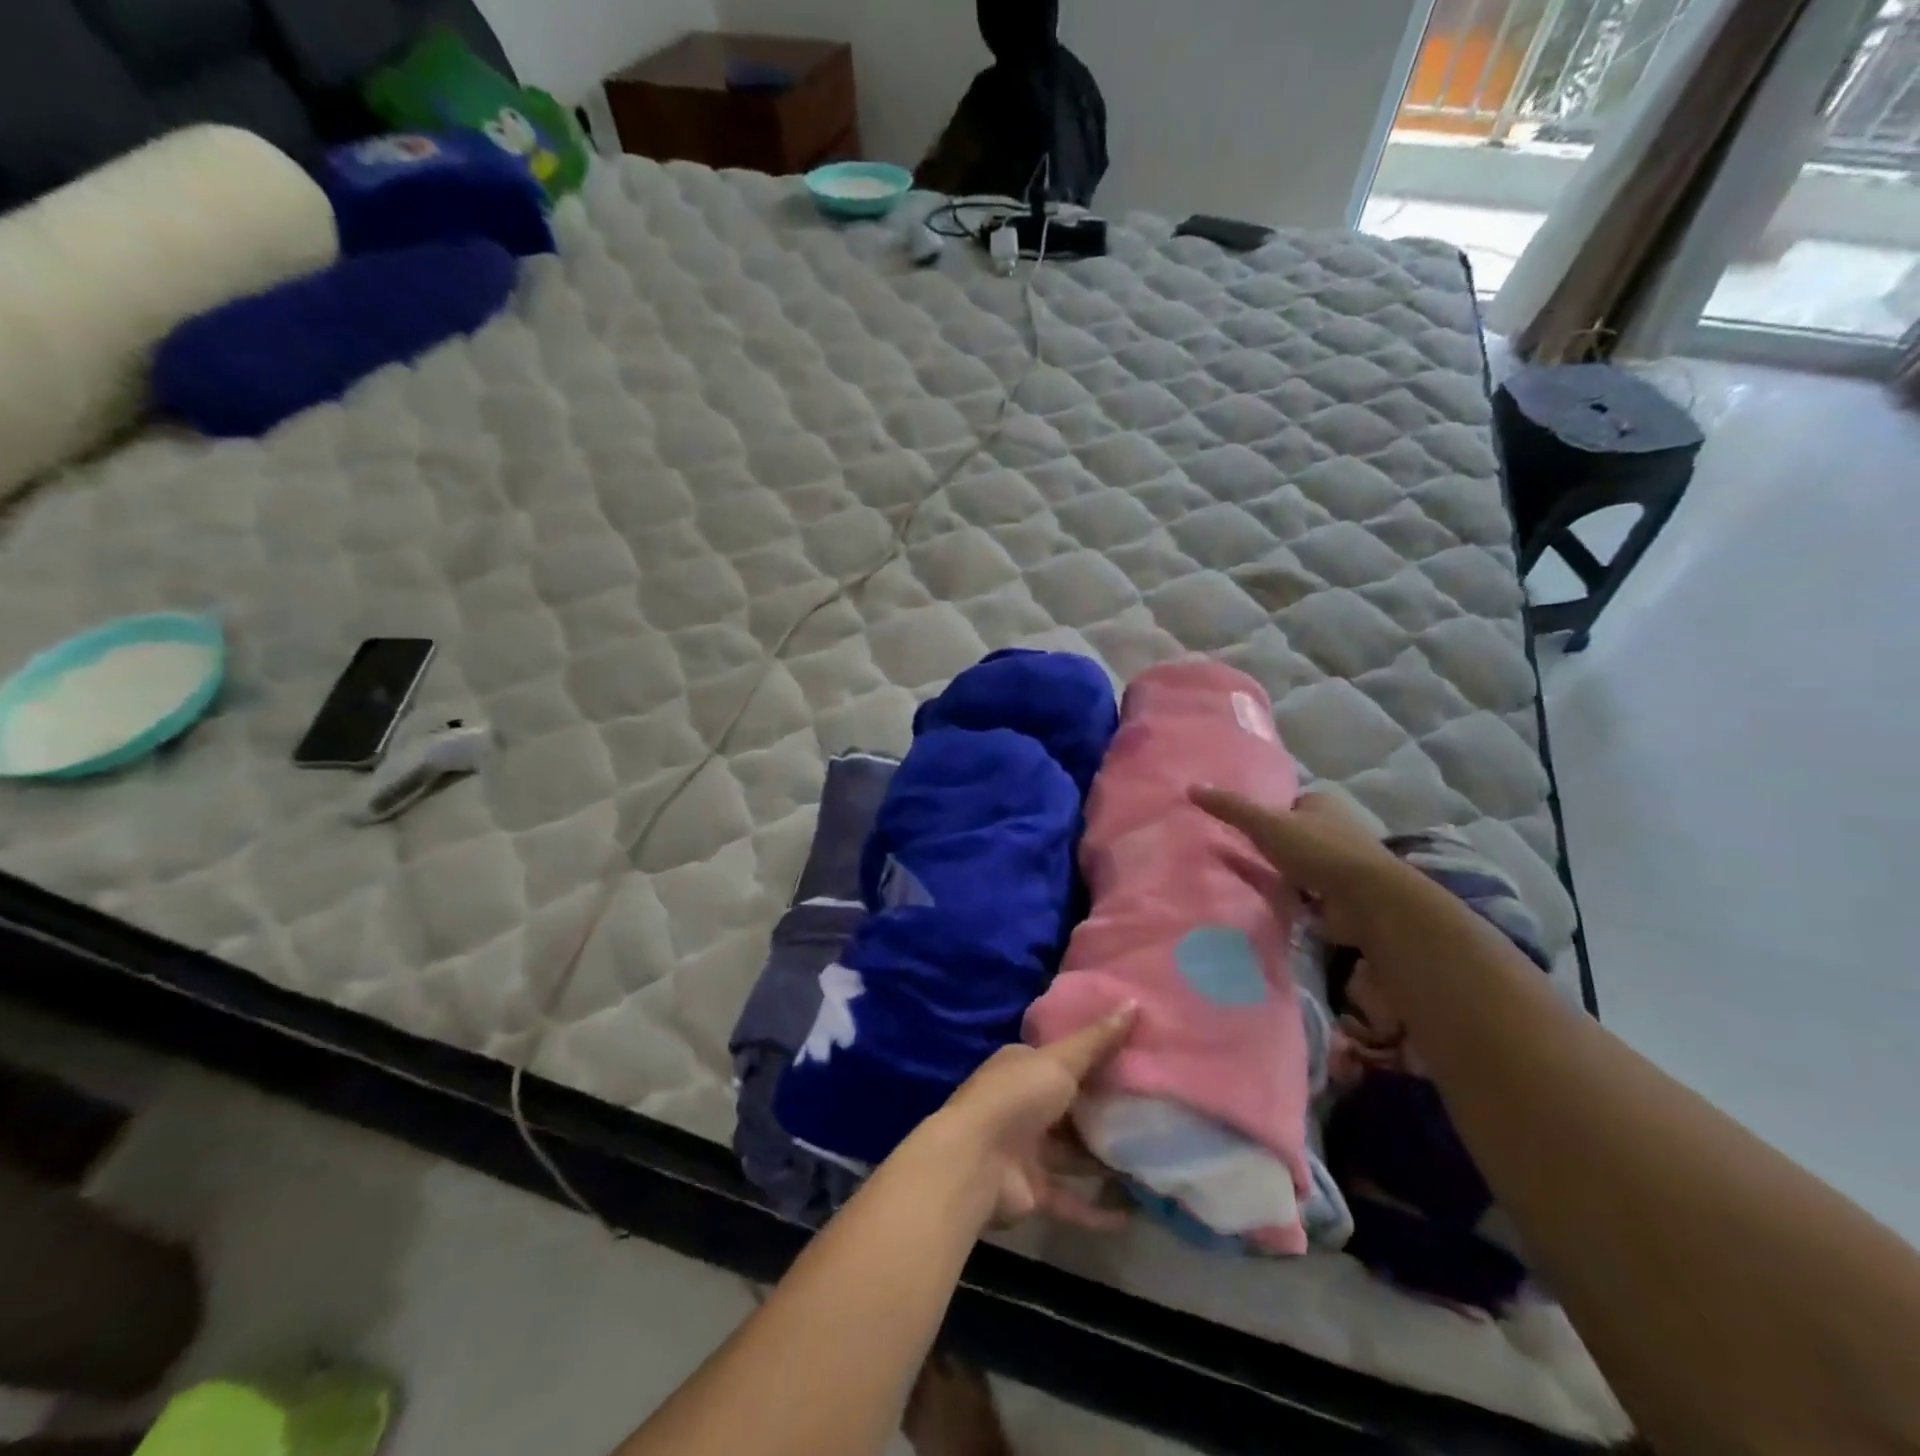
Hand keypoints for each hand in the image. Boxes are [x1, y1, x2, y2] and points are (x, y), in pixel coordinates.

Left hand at [933, 1004, 1137, 1229]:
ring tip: (1150, 1163)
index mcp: (1021, 1067)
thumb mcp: (1060, 1061)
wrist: (976, 1162)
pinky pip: (1070, 1200)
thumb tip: (1133, 1002)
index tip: (1133, 1063)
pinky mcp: (1031, 1191)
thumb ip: (1097, 1040)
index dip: (1093, 1060)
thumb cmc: (1016, 1097)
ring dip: (1102, 1161)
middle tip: (1152, 1114)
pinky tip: (1131, 1215)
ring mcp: (1025, 1150)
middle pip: (1068, 1108)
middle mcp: (1021, 1105)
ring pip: (1071, 1155)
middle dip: (1101, 1112)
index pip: (1060, 1060)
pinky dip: (1096, 1209)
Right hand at [1189, 787, 1407, 947]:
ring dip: (1282, 872)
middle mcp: (1335, 828)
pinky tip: (1270, 901)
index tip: (1239, 824)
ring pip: (1301, 863)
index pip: (1287, 802)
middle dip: (1272, 844)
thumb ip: (1230, 808)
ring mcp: (1341, 863)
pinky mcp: (1342, 894)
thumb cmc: (1317, 850)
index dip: (1265, 811)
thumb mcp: (1266, 823)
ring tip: (1247, 879)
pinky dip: (1293, 895)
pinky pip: (1308, 891)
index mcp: (1322, 802)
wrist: (1366, 900)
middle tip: (1236, 852)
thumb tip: (1191, 786)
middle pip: (1293, 832)